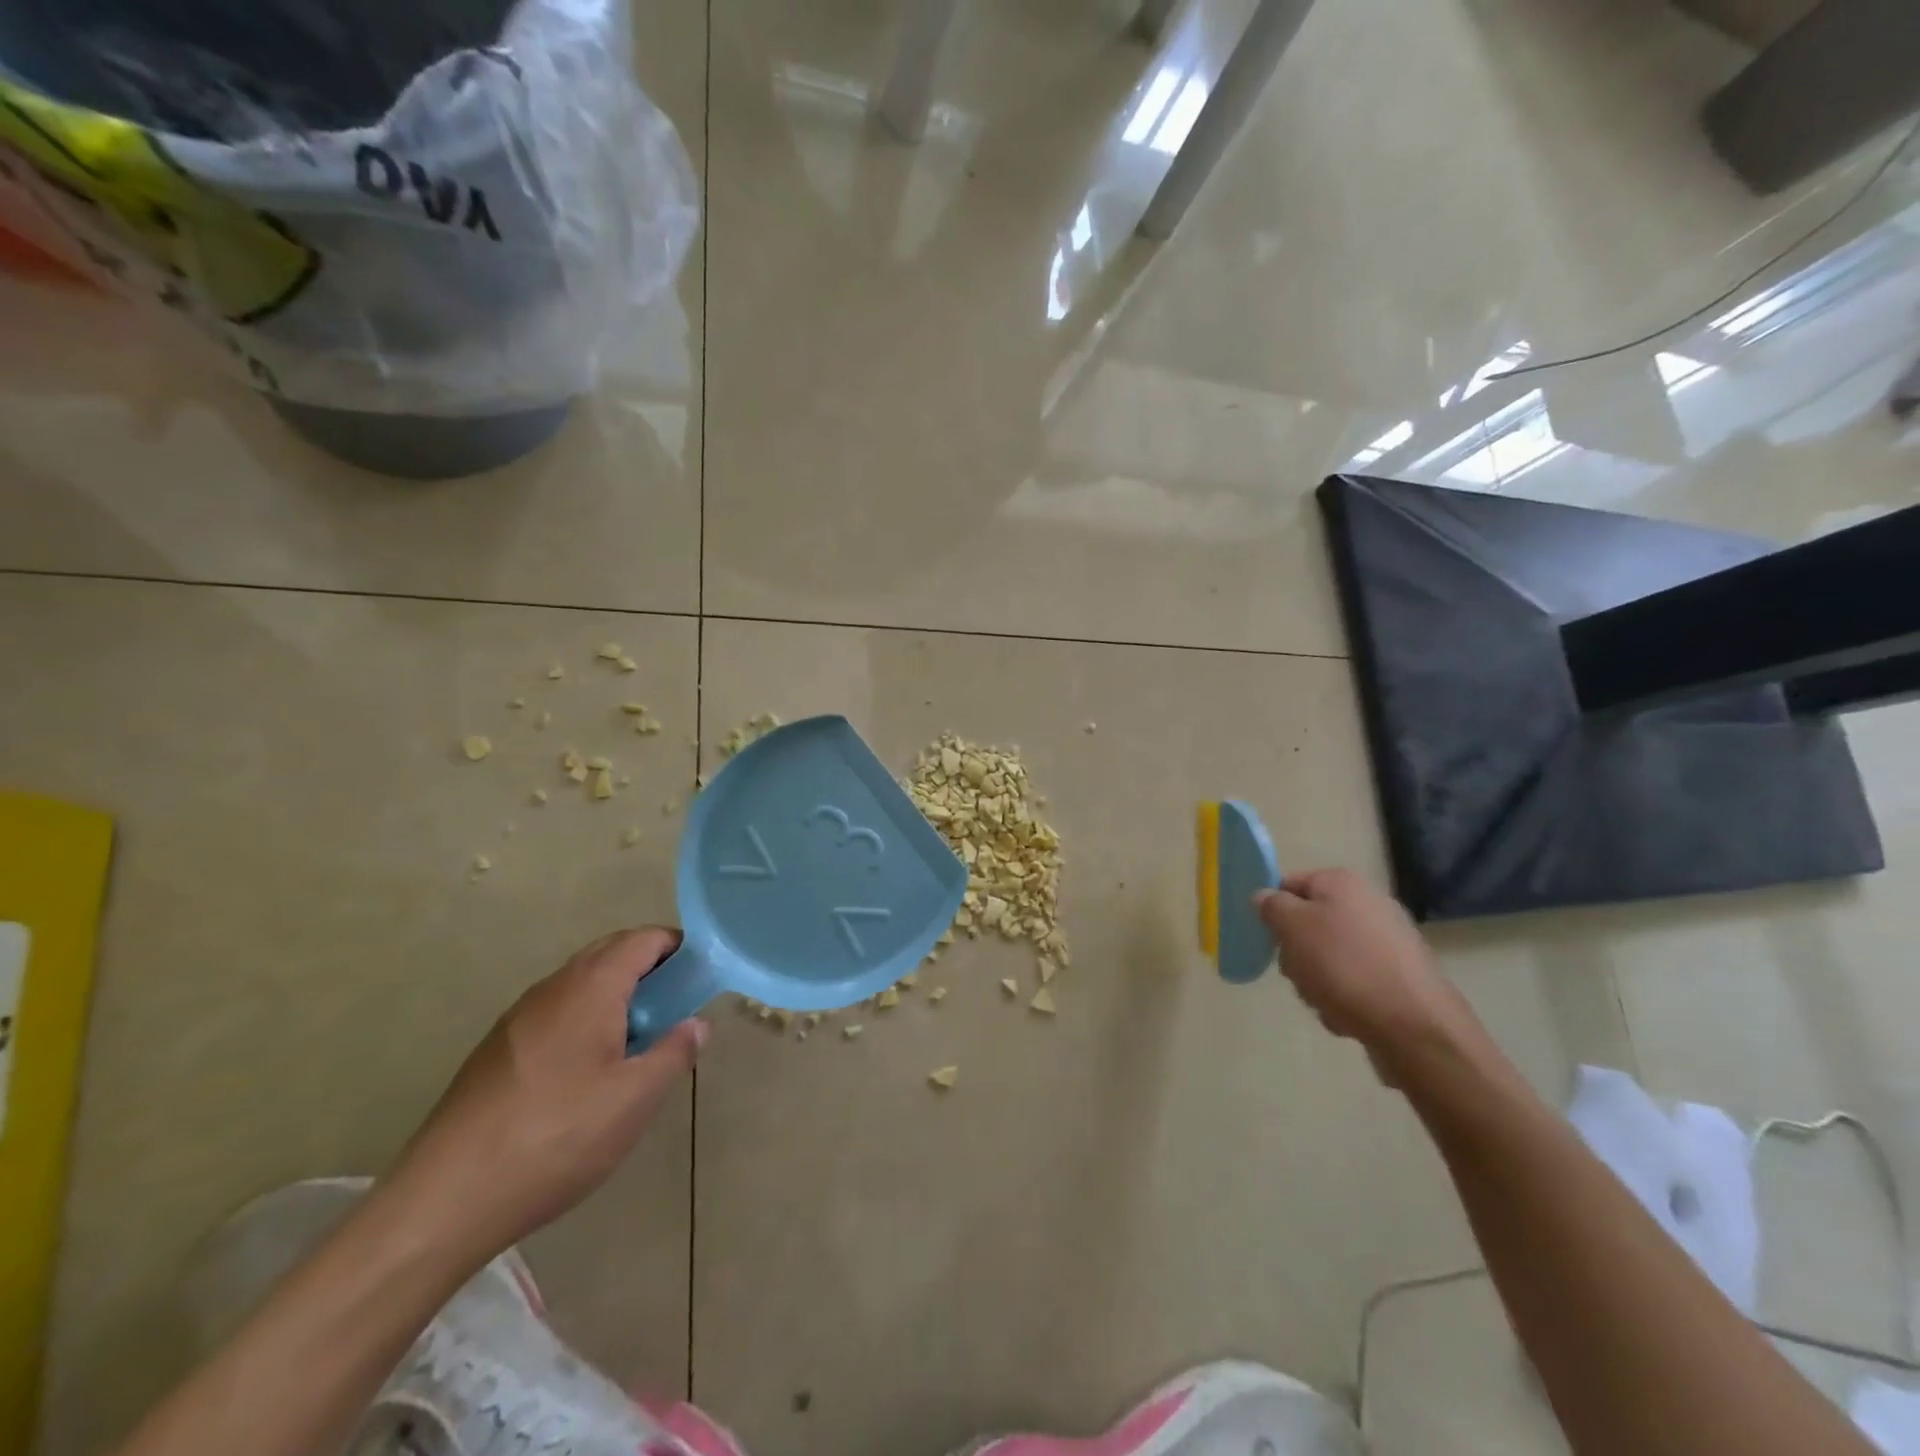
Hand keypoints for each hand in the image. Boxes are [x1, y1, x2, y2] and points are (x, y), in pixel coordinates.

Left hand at [384, 928, 704, 1263]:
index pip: (642, 940)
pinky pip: (555, 1011)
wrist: (444, 1200)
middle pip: (609, 953)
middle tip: (675, 1007)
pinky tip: (588, 1072)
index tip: (701, 974)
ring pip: (580, 984)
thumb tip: (696, 1024)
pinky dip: (586, 1018)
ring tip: (637, 1042)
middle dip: (648, 967)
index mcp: (590, 988)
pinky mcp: (496, 1050)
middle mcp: (552, 989)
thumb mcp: (634, 1099)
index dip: (677, 947)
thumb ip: (674, 1053)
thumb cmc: (556, 1137)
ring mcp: (518, 1018)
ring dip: (616, 994)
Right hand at [1255, 869, 1488, 1079]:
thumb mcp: (1292, 928)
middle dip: (1296, 952)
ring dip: (1317, 979)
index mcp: (1341, 882)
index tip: (1269, 940)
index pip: (1289, 884)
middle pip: (1309, 922)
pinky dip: (1344, 996)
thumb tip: (1266, 897)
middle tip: (1298, 973)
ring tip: (1325, 1001)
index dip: (1274, 911)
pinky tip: (1347, 1015)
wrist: (1413, 1024)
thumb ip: (1271, 906)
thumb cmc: (1343, 966)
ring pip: (1329, 956)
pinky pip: (1356, 980)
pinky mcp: (1401, 975)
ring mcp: (1389, 940)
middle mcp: (1369, 903)